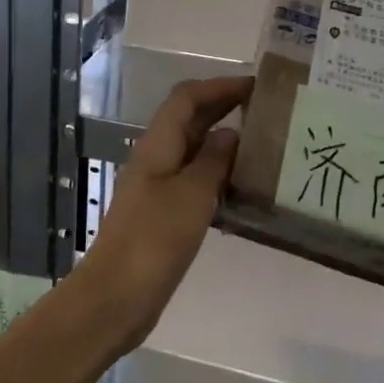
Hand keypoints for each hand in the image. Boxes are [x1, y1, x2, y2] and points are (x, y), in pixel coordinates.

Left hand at [81, 75, 250, 347]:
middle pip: (189, 119)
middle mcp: (156, 158)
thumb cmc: (154, 240)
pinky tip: (243, 188)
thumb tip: (230, 133)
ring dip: (223, 141)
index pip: (187, 97)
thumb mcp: (191, 195)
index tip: (256, 85)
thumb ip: (213, 160)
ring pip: (193, 150)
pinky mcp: (163, 214)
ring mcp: (157, 187)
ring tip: (263, 145)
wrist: (117, 297)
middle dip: (224, 107)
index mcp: (157, 145)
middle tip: (267, 109)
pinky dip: (218, 174)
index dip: (219, 85)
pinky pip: (194, 180)